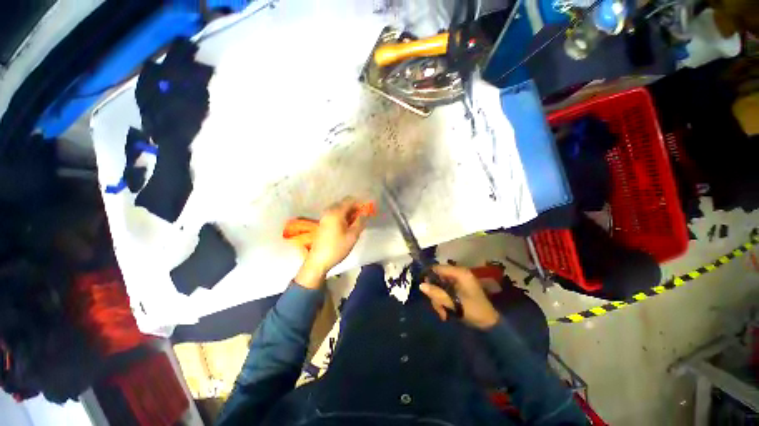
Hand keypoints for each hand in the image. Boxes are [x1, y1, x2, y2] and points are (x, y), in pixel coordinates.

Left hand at [294, 197, 368, 288]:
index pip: (350, 200)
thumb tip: (366, 212)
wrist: (319, 261)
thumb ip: (360, 221)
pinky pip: (335, 215)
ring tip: (356, 224)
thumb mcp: (353, 235)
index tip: (368, 211)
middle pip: (344, 204)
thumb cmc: (337, 248)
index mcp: (336, 212)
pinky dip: (343, 217)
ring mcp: (325, 217)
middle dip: (355, 208)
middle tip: (363, 219)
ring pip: (340, 210)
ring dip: (349, 213)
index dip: (360, 204)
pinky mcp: (323, 223)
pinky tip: (348, 227)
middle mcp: (329, 211)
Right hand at [420, 265, 499, 329]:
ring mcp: (458, 282)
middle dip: (436, 294)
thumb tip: (421, 285)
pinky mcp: (458, 289)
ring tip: (443, 314)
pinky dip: (443, 301)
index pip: (438, 268)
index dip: (429, 276)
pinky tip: (446, 312)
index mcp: (460, 273)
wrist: (489, 324)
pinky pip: (445, 291)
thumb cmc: (474, 310)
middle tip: (438, 308)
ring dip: (439, 300)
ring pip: (440, 287)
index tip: (423, 288)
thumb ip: (437, 294)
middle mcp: (458, 275)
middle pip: (438, 278)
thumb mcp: (454, 303)